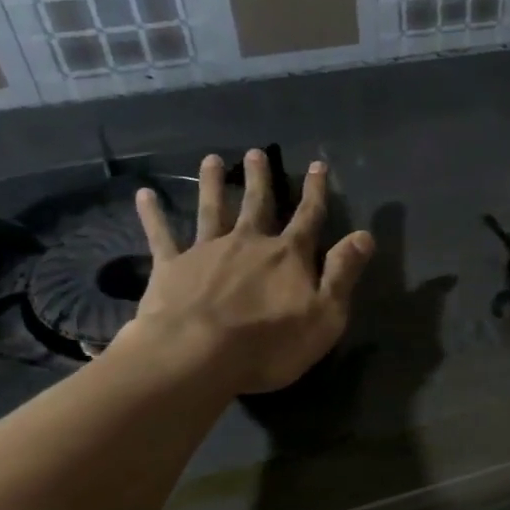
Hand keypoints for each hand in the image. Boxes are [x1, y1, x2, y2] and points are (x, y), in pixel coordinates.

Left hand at [117, 150, 372, 394]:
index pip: (308, 217)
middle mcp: (248, 243)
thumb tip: (365, 235)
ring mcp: (206, 251)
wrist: (198, 356)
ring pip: (211, 210)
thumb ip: (343, 273)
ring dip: (212, 184)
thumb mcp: (326, 315)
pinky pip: (161, 235)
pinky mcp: (171, 267)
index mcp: (288, 256)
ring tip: (210, 160)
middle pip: (257, 204)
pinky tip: (144, 195)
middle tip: (256, 153)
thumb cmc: (270, 343)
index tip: (317, 165)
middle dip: (260, 179)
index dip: (316, 192)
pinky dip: (153, 215)